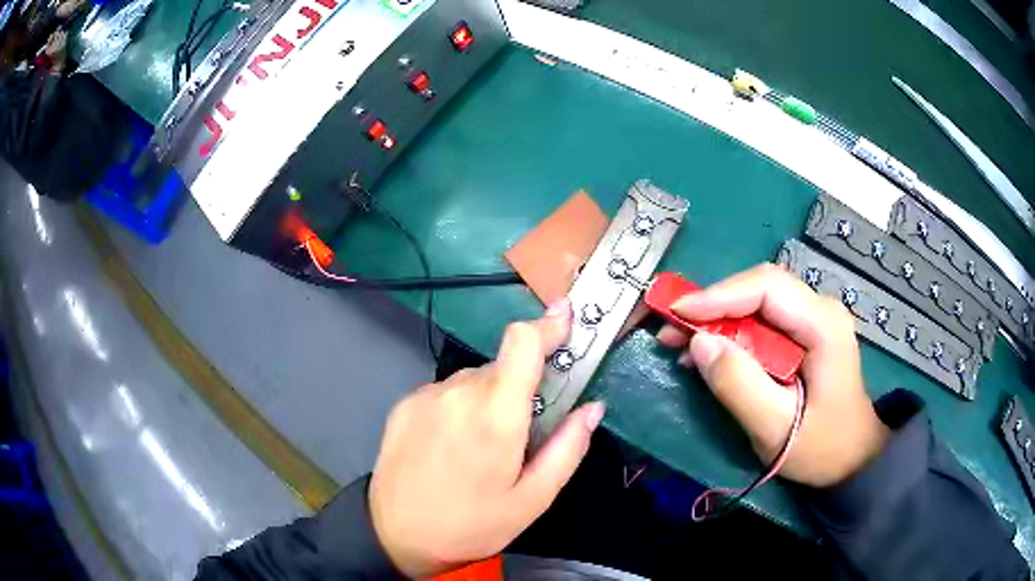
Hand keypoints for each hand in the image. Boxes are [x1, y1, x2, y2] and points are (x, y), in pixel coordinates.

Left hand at [369, 299, 604, 577]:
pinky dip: (460, 408)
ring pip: (474, 381)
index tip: (566, 319)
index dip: (547, 325)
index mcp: (495, 415)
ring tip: (482, 450)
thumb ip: (568, 449)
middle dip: (520, 389)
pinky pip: (447, 393)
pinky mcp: (405, 404)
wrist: (393, 535)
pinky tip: (452, 447)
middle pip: (502, 367)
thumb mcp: (532, 500)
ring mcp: (426, 395)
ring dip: (489, 401)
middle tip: (522, 434)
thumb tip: (592, 408)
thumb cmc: (471, 525)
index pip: (522, 343)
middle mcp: (458, 393)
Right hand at [657, 264, 889, 487]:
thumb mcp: (775, 427)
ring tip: (680, 343)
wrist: (852, 458)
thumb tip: (699, 344)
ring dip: (718, 319)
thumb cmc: (820, 448)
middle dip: (713, 306)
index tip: (677, 314)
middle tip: (671, 331)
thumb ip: (738, 385)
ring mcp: (814, 319)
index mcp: (823, 325)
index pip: (767, 287)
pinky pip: (762, 321)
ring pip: (757, 302)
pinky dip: (731, 333)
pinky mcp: (805, 333)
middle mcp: (820, 309)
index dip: (718, 295)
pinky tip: (709, 353)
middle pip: (760, 289)